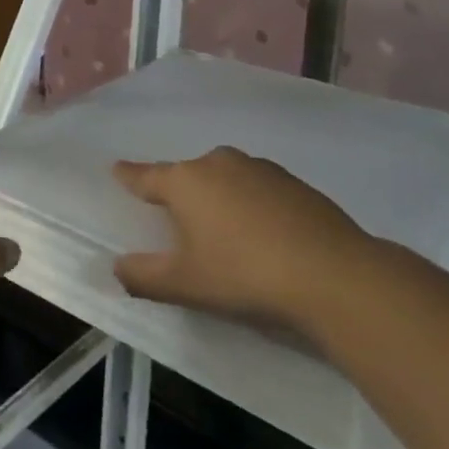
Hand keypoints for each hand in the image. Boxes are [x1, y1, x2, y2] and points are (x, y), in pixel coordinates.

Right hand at [112, 147, 370, 341]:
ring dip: (218, 198)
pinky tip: (264, 235)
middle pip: (188, 176)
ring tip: (225, 234)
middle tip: (179, 222)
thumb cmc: (243, 275)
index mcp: (186, 182)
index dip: (128, 176)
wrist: (332, 274)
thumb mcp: (185, 285)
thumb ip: (144, 276)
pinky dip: (251, 204)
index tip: (116, 170)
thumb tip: (118, 267)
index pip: (145, 176)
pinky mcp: (293, 182)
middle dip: (180, 194)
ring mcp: (259, 168)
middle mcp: (218, 163)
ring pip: (225, 179)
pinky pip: (257, 189)